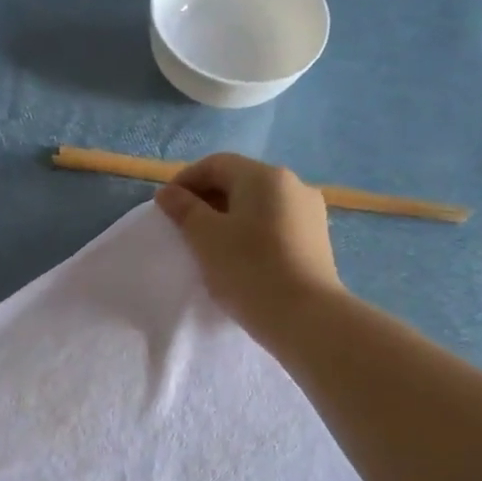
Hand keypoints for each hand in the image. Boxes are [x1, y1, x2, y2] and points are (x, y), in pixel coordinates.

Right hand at [155, 153, 341, 346]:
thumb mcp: (205, 237)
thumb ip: (184, 209)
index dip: (185, 180)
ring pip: (258, 204)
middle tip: (183, 226)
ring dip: (229, 216)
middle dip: (207, 198)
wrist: (304, 316)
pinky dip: (251, 231)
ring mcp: (309, 212)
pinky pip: (275, 224)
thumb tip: (168, 192)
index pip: (216, 164)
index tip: (165, 207)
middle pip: (240, 181)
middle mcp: (293, 185)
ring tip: (209, 244)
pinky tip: (239, 257)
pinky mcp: (316, 239)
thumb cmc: (248, 269)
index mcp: (265, 176)